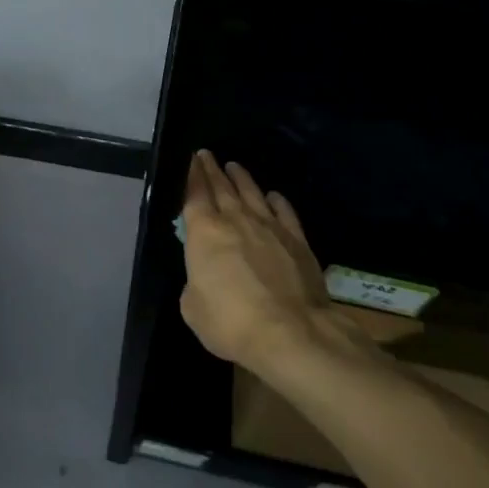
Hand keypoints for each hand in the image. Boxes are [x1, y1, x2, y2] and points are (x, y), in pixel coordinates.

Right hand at [179, 151, 331, 372]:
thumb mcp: (194, 309)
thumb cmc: (231, 321)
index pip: (194, 195)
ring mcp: (269, 227)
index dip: (191, 176)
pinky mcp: (297, 241)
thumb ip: (195, 285)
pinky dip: (277, 201)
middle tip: (206, 154)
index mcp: (204, 232)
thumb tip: (204, 279)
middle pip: (222, 188)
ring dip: (242, 178)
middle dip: (212, 169)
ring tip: (234, 166)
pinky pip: (285, 212)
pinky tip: (273, 195)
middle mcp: (236, 220)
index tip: (191, 159)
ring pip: (252, 193)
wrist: (290, 332)